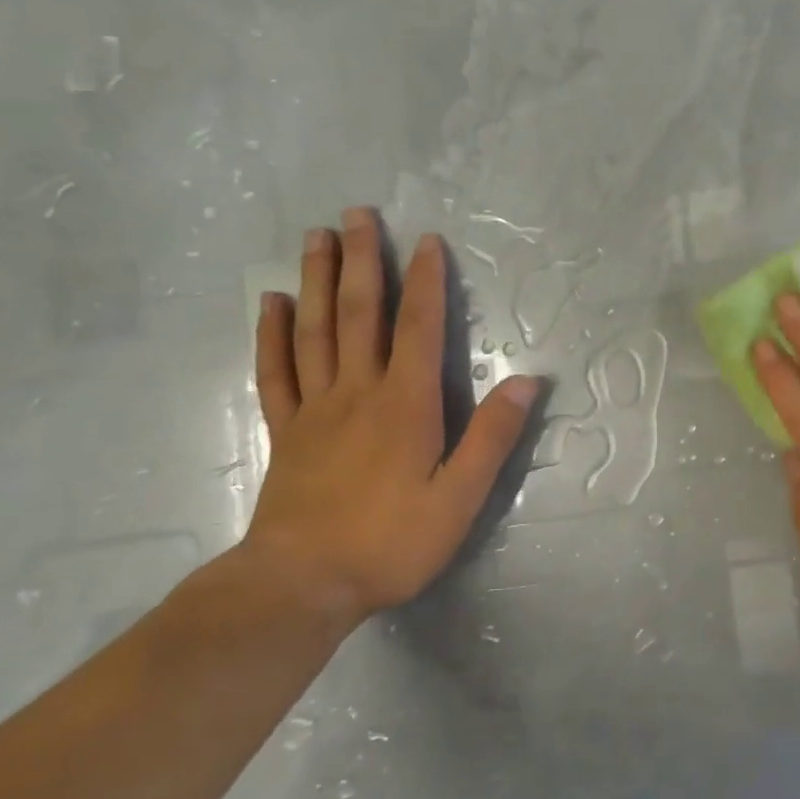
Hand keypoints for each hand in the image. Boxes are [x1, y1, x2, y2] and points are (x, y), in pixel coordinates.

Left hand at [244, 208, 538, 620]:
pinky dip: (273, 335)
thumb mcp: (460, 498)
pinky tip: (271, 304)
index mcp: (405, 404)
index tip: (427, 241)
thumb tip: (527, 381)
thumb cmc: (391, 542)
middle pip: (359, 313)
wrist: (301, 584)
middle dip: (362, 260)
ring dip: (316, 280)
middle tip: (357, 214)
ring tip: (317, 237)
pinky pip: (277, 372)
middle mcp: (359, 392)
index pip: (419, 327)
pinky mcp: (287, 431)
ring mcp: (315, 409)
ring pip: (314, 330)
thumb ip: (491, 437)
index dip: (425, 282)